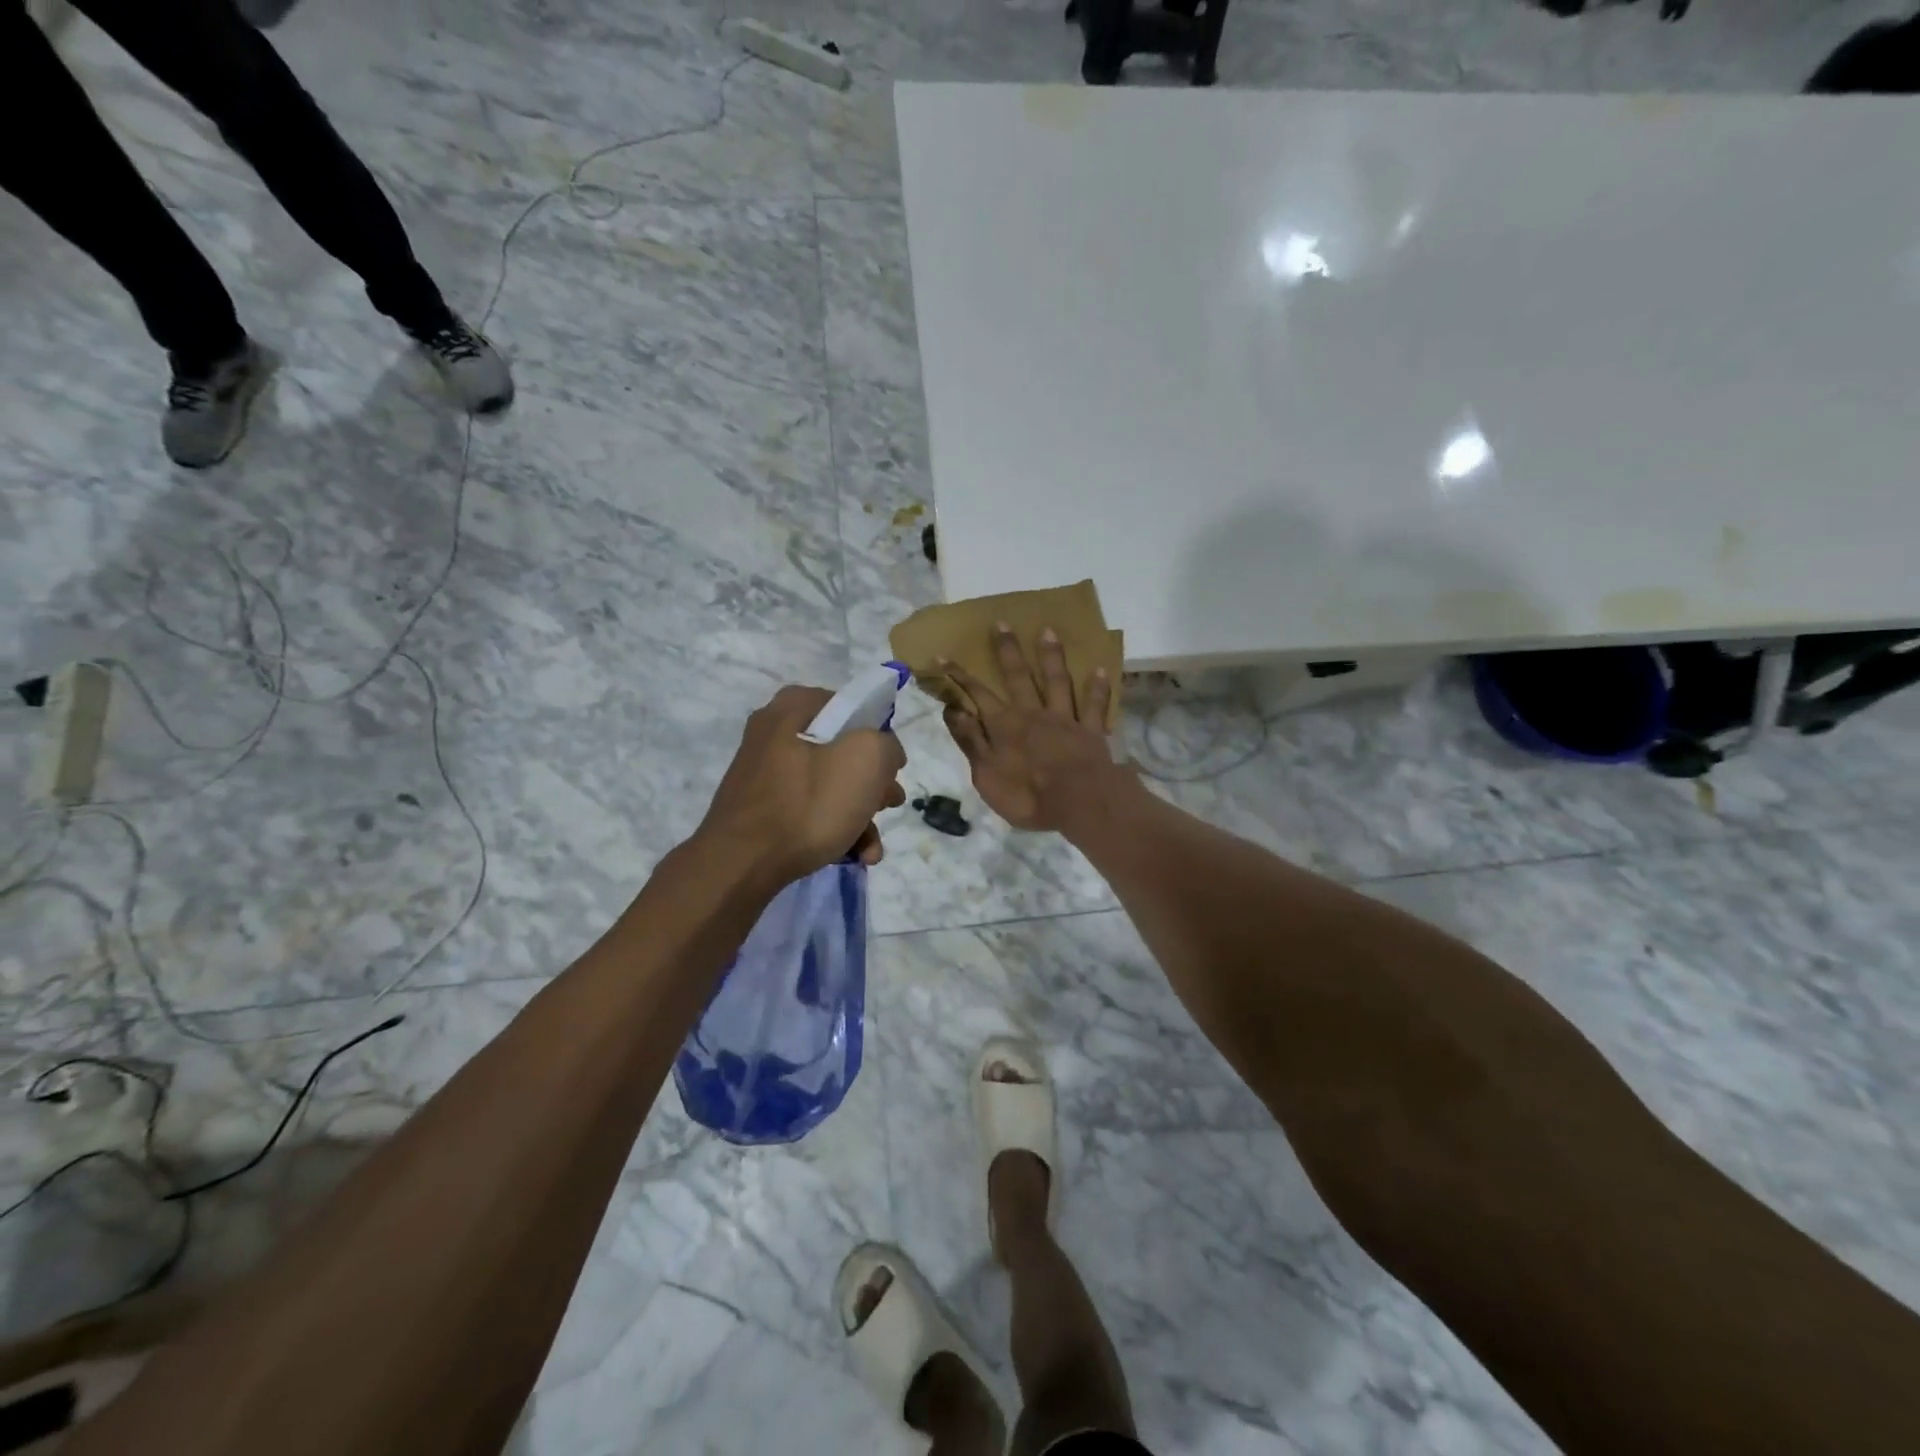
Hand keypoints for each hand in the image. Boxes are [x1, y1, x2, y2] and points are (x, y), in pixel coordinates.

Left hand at [699, 684, 907, 888]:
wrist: (741, 864)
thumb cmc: (808, 803)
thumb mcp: (867, 759)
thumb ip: (887, 745)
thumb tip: (884, 755)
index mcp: (793, 706)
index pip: (852, 708)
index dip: (880, 737)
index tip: (892, 768)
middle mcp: (774, 732)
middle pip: (842, 750)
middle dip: (873, 783)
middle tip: (890, 804)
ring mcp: (764, 772)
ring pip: (828, 784)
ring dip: (859, 814)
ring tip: (873, 848)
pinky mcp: (760, 808)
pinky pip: (807, 809)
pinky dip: (833, 828)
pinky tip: (853, 855)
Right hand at [942, 626, 1130, 832]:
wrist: (1079, 802)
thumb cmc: (1026, 796)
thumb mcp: (986, 775)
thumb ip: (971, 741)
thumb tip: (953, 710)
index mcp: (1003, 725)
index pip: (976, 694)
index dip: (959, 675)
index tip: (943, 655)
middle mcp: (1032, 713)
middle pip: (1018, 676)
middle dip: (1007, 650)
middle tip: (1001, 623)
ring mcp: (1064, 719)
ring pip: (1057, 681)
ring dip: (1051, 656)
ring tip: (1048, 630)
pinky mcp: (1091, 731)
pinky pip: (1094, 705)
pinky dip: (1098, 687)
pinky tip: (1100, 669)